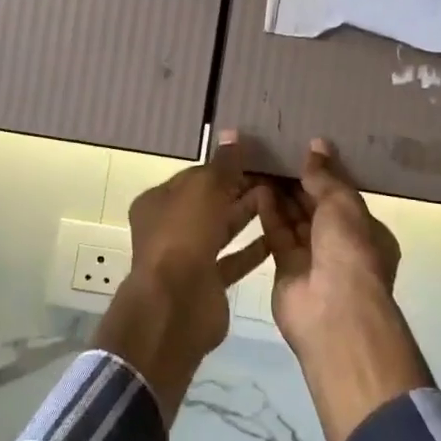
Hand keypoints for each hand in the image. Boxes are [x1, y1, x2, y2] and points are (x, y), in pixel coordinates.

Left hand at [95, 133, 269, 420]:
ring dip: (249, 215)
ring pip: (223, 229)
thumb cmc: (184, 236)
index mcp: (158, 201)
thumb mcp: (205, 188)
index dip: (225, 166)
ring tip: (282, 199)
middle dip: (240, 189)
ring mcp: (188, 257)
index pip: (196, 176)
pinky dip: (254, 248)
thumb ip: (223, 164)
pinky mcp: (208, 282)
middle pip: (210, 202)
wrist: (176, 306)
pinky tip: (280, 235)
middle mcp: (170, 227)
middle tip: (277, 178)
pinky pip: (234, 259)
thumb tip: (234, 134)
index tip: (257, 158)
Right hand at [257, 139, 401, 348]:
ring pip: (294, 220)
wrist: (333, 311)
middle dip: (298, 183)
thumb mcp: (343, 203)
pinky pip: (277, 234)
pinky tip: (257, 188)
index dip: (324, 174)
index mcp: (367, 230)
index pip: (343, 196)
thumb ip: (326, 176)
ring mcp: (313, 259)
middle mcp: (341, 245)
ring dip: (280, 195)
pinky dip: (269, 213)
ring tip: (261, 164)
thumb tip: (317, 145)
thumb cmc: (349, 250)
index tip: (302, 150)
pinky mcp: (286, 269)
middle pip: (316, 207)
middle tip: (275, 152)